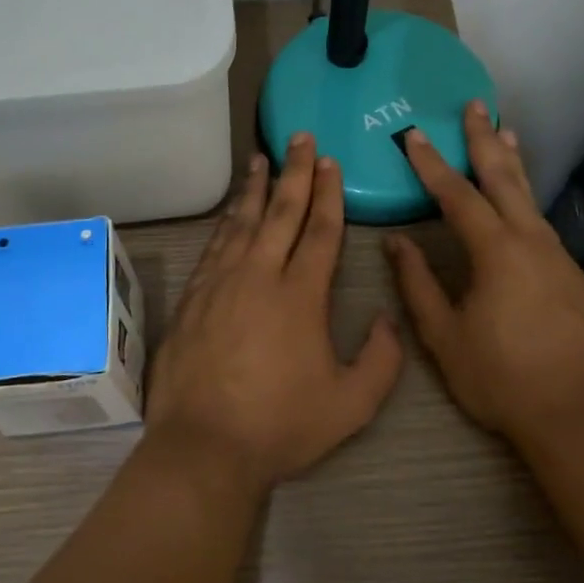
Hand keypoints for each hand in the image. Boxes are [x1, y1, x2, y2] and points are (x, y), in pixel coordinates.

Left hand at [144, 134, 403, 493]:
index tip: (329, 162)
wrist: (204, 445)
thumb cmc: (281, 426)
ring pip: (242, 221)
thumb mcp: (351, 405)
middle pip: (280, 212)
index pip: (320, 231)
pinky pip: (214, 245)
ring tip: (261, 159)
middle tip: (299, 137)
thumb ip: (382, 360)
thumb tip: (389, 319)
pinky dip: (226, 221)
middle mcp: (259, 275)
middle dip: (294, 172)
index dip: (328, 194)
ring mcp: (221, 282)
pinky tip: (230, 211)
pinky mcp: (194, 296)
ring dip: (255, 188)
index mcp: (301, 295)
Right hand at [384, 101, 583, 445]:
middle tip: (475, 105)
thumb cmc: (500, 377)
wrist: (576, 416)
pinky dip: (525, 197)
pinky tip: (518, 203)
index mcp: (496, 251)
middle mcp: (531, 241)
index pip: (457, 195)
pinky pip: (541, 222)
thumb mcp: (444, 335)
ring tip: (505, 133)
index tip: (411, 134)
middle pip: (504, 177)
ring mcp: (557, 257)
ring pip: (529, 197)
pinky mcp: (572, 276)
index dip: (431, 164)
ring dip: (512, 163)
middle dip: (485, 140)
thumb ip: (417, 284)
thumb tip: (396, 242)